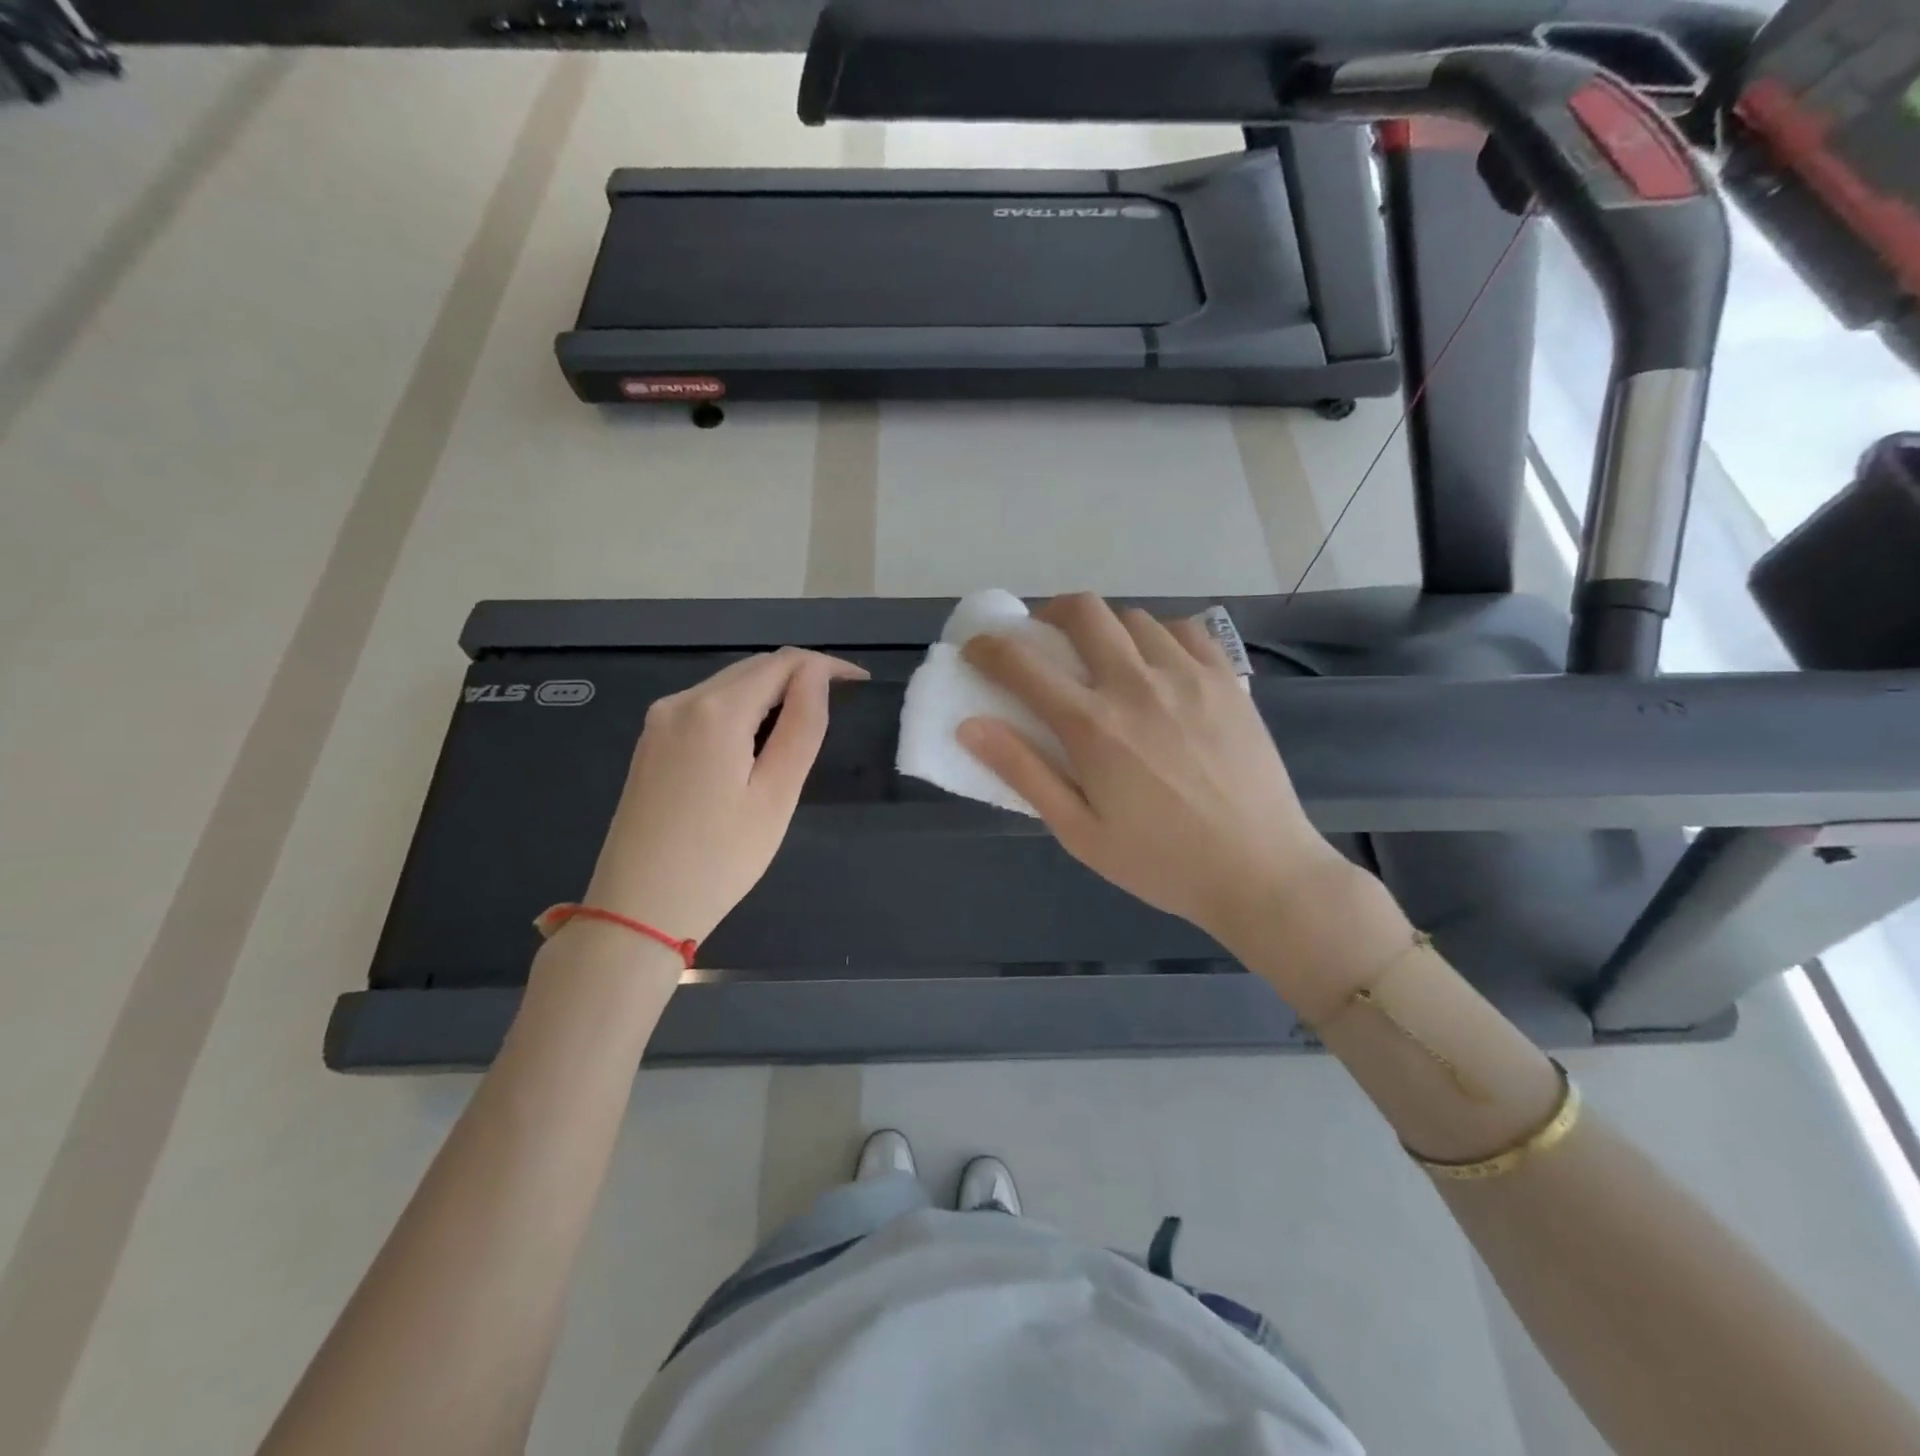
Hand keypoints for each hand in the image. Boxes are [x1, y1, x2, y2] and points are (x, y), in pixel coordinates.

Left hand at [583, 648, 867, 943]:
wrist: (638, 910)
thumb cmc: (720, 859)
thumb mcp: (776, 796)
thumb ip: (801, 727)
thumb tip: (817, 676)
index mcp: (715, 711)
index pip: (782, 663)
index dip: (826, 666)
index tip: (861, 684)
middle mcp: (681, 702)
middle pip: (753, 668)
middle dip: (801, 674)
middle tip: (843, 701)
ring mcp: (660, 721)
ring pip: (729, 685)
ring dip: (772, 691)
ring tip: (808, 719)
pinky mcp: (652, 743)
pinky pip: (707, 706)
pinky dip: (743, 708)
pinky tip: (761, 738)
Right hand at [959, 594, 1355, 951]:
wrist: (1259, 871)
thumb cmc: (1160, 861)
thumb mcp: (1079, 832)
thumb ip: (1024, 772)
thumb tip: (970, 725)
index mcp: (1093, 726)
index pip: (1023, 665)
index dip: (989, 648)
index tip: (977, 648)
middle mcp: (1137, 685)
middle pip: (1083, 611)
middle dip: (1049, 614)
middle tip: (1044, 640)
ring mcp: (1188, 676)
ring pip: (1134, 617)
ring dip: (1105, 629)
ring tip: (1104, 660)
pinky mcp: (1226, 680)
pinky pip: (1184, 630)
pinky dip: (1158, 636)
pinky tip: (1158, 665)